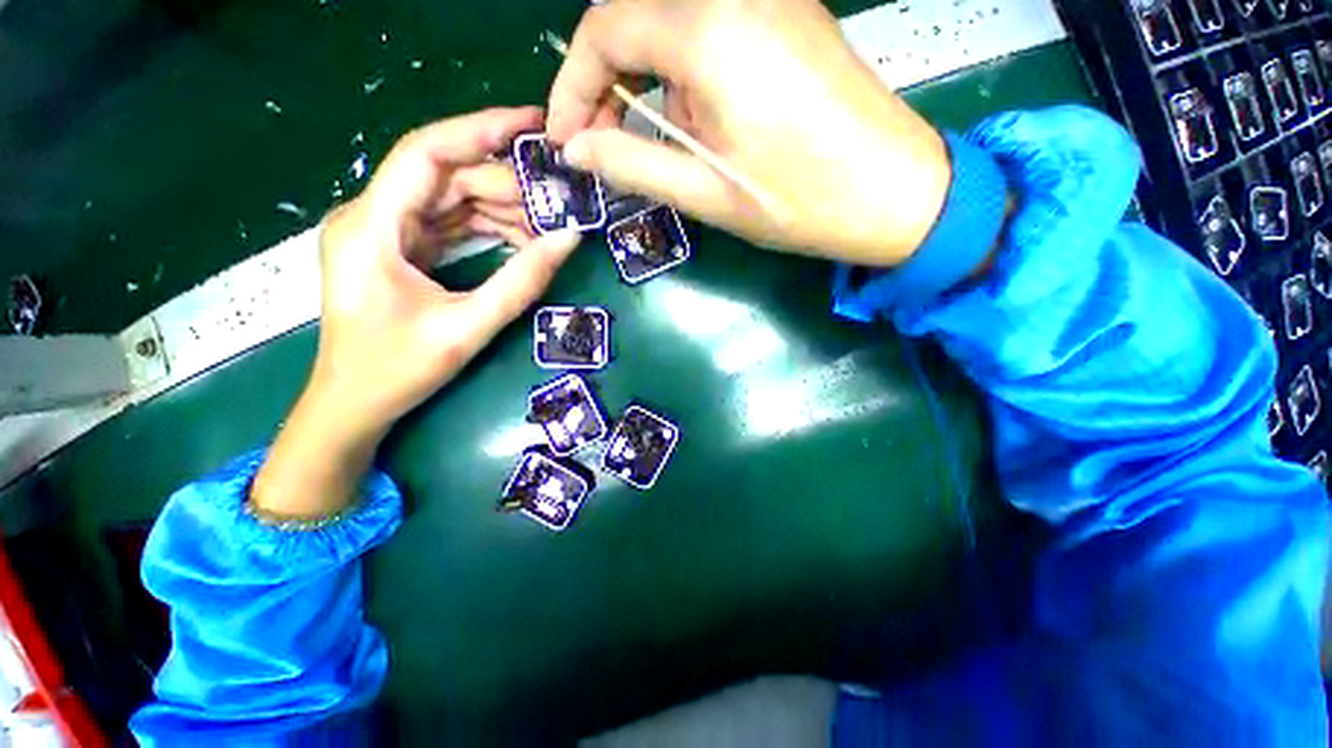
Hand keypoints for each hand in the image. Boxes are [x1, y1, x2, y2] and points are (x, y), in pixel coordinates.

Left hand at [253, 108, 579, 519]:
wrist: (353, 406)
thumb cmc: (397, 371)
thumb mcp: (468, 327)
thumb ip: (521, 282)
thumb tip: (569, 239)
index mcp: (371, 226)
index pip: (428, 152)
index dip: (481, 130)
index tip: (533, 125)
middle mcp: (371, 217)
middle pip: (445, 177)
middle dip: (504, 185)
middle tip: (557, 200)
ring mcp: (383, 233)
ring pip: (449, 200)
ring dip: (499, 209)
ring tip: (546, 226)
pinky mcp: (397, 251)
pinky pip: (447, 224)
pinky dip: (484, 228)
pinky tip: (519, 239)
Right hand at [546, 0, 950, 266]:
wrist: (894, 192)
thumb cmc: (800, 202)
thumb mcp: (707, 193)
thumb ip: (633, 164)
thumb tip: (578, 149)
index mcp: (710, 31)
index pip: (605, 30)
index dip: (572, 86)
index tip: (566, 138)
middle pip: (635, 16)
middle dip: (604, 80)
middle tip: (600, 141)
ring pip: (672, 24)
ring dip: (648, 81)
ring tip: (662, 144)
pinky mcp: (789, 15)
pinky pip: (711, 29)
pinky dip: (685, 72)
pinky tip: (704, 121)